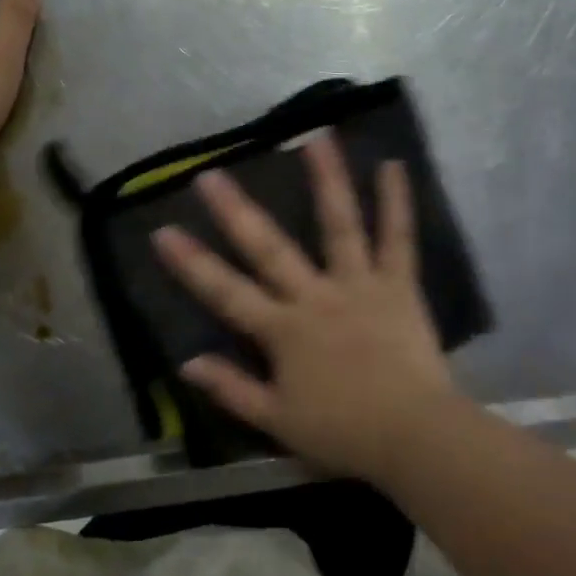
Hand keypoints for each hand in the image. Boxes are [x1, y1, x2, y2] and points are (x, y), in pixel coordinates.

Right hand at [151, 135, 461, 481]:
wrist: (413, 437)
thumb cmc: (343, 433)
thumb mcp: (277, 423)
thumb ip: (231, 389)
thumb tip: (187, 363)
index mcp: (283, 331)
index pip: (226, 293)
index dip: (192, 264)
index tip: (162, 231)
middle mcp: (315, 297)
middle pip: (269, 248)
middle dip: (236, 211)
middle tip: (211, 174)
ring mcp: (358, 285)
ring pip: (339, 225)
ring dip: (326, 180)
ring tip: (315, 138)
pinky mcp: (397, 284)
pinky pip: (398, 238)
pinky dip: (397, 202)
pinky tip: (393, 165)